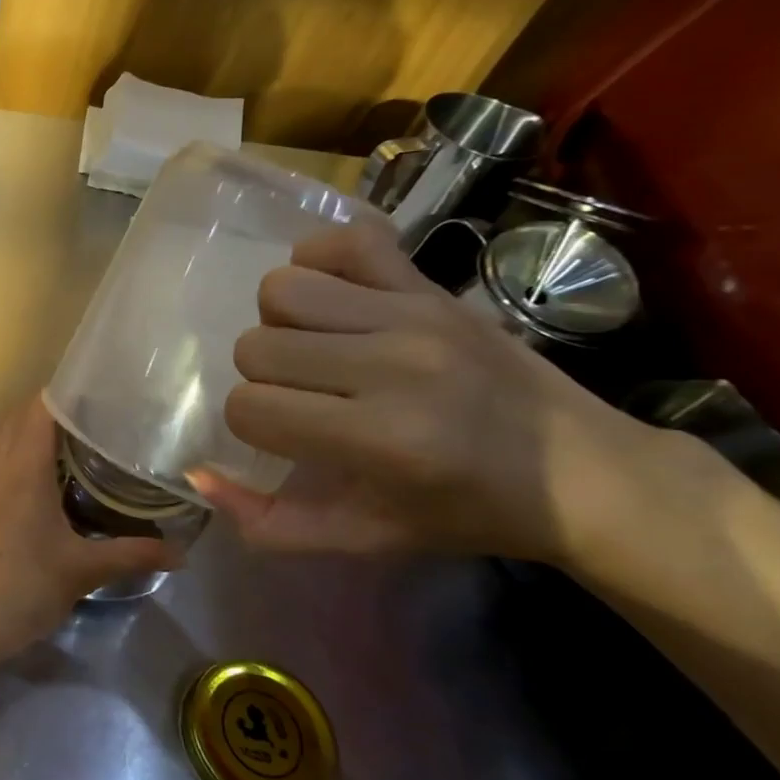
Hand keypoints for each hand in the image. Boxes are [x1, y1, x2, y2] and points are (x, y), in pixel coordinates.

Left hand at [0, 396, 185, 666]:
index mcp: (22, 464)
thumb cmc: (23, 588)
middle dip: (45, 416)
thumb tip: (182, 553)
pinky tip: (1, 477)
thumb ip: (133, 555)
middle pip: (14, 418)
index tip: (94, 401)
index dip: (66, 397)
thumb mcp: (83, 571)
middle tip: (82, 429)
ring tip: (44, 450)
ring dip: (14, 434)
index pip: (41, 407)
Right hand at [187, 222, 668, 564]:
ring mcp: (413, 314)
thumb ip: (270, 522)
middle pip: (255, 347)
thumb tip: (195, 472)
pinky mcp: (430, 284)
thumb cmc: (465, 512)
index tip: (287, 436)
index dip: (252, 425)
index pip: (249, 409)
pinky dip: (319, 262)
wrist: (583, 472)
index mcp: (380, 440)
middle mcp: (392, 367)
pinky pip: (341, 240)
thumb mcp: (365, 538)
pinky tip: (334, 298)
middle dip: (263, 377)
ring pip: (282, 290)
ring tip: (316, 346)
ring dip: (282, 322)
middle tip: (305, 395)